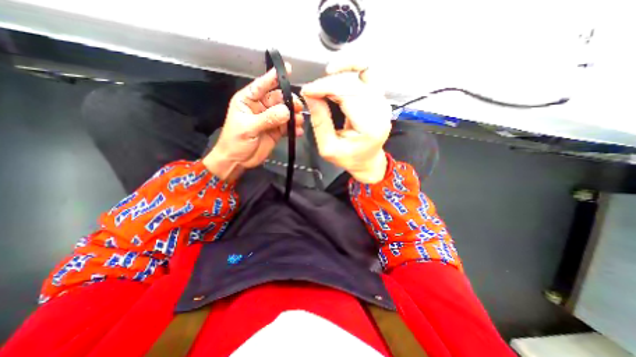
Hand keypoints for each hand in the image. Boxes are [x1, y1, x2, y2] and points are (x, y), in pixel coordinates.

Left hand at [204, 63, 301, 180]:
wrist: (237, 160)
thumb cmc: (235, 141)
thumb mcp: (248, 128)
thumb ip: (267, 118)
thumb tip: (286, 111)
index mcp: (248, 100)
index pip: (261, 85)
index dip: (273, 77)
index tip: (287, 70)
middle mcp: (261, 107)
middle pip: (278, 99)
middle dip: (289, 101)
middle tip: (298, 107)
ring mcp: (270, 119)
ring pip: (286, 112)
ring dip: (294, 116)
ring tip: (299, 122)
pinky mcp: (277, 130)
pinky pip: (288, 126)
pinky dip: (294, 128)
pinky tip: (298, 132)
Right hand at [300, 61, 392, 183]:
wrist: (368, 161)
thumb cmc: (349, 158)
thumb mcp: (328, 147)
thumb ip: (320, 122)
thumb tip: (310, 95)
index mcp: (369, 126)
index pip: (347, 94)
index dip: (324, 88)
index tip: (307, 91)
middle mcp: (380, 110)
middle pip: (354, 82)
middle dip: (328, 83)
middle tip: (312, 91)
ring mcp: (382, 102)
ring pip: (363, 72)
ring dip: (341, 71)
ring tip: (324, 82)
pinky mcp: (380, 98)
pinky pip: (368, 74)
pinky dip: (352, 69)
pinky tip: (338, 74)